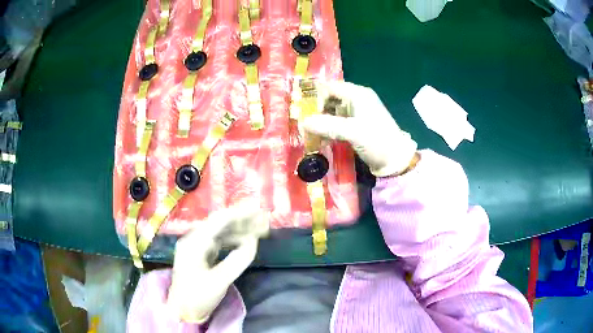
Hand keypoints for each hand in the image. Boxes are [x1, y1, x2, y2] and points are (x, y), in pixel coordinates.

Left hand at [167, 201, 268, 322]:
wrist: (182, 309)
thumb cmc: (197, 296)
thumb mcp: (219, 281)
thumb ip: (237, 260)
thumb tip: (253, 241)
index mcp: (194, 242)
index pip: (219, 221)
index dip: (240, 214)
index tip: (259, 211)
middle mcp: (194, 239)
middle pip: (220, 223)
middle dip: (242, 220)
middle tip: (263, 220)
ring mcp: (197, 246)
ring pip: (221, 232)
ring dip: (239, 229)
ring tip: (259, 230)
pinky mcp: (201, 254)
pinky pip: (219, 241)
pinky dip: (233, 240)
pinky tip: (245, 241)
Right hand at [302, 81, 417, 176]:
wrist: (395, 160)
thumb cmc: (377, 140)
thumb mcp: (352, 132)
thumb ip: (327, 125)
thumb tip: (303, 122)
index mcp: (358, 94)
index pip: (331, 87)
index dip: (316, 96)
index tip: (302, 109)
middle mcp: (356, 100)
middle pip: (330, 100)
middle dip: (316, 111)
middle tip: (303, 124)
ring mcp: (357, 113)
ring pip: (332, 112)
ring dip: (321, 122)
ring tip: (309, 134)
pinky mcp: (357, 126)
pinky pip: (338, 123)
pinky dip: (329, 130)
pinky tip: (320, 140)